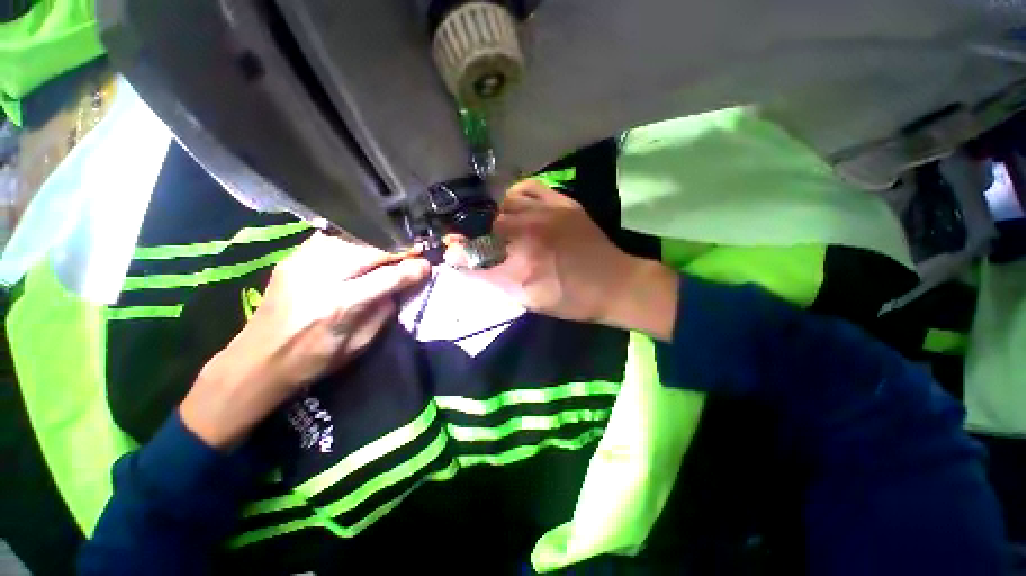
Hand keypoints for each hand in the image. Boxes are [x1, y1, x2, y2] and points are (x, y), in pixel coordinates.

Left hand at [180, 233, 429, 448]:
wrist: (257, 361)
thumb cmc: (314, 360)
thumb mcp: (359, 345)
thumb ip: (385, 312)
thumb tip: (403, 285)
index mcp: (340, 305)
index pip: (389, 277)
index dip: (413, 269)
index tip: (427, 265)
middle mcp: (321, 277)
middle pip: (371, 249)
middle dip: (399, 248)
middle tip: (415, 251)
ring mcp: (302, 262)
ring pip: (352, 237)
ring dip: (379, 241)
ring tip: (394, 247)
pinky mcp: (292, 257)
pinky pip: (332, 238)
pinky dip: (355, 239)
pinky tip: (365, 246)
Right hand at [448, 180, 678, 338]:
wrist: (613, 283)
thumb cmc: (571, 299)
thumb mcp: (529, 301)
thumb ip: (494, 282)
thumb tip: (463, 265)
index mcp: (521, 265)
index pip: (475, 254)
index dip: (460, 253)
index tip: (455, 253)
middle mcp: (529, 233)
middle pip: (487, 225)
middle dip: (484, 237)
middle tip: (492, 247)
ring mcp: (546, 212)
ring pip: (505, 203)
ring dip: (500, 217)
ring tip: (507, 229)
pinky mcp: (561, 202)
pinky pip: (528, 187)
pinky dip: (516, 195)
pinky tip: (518, 207)